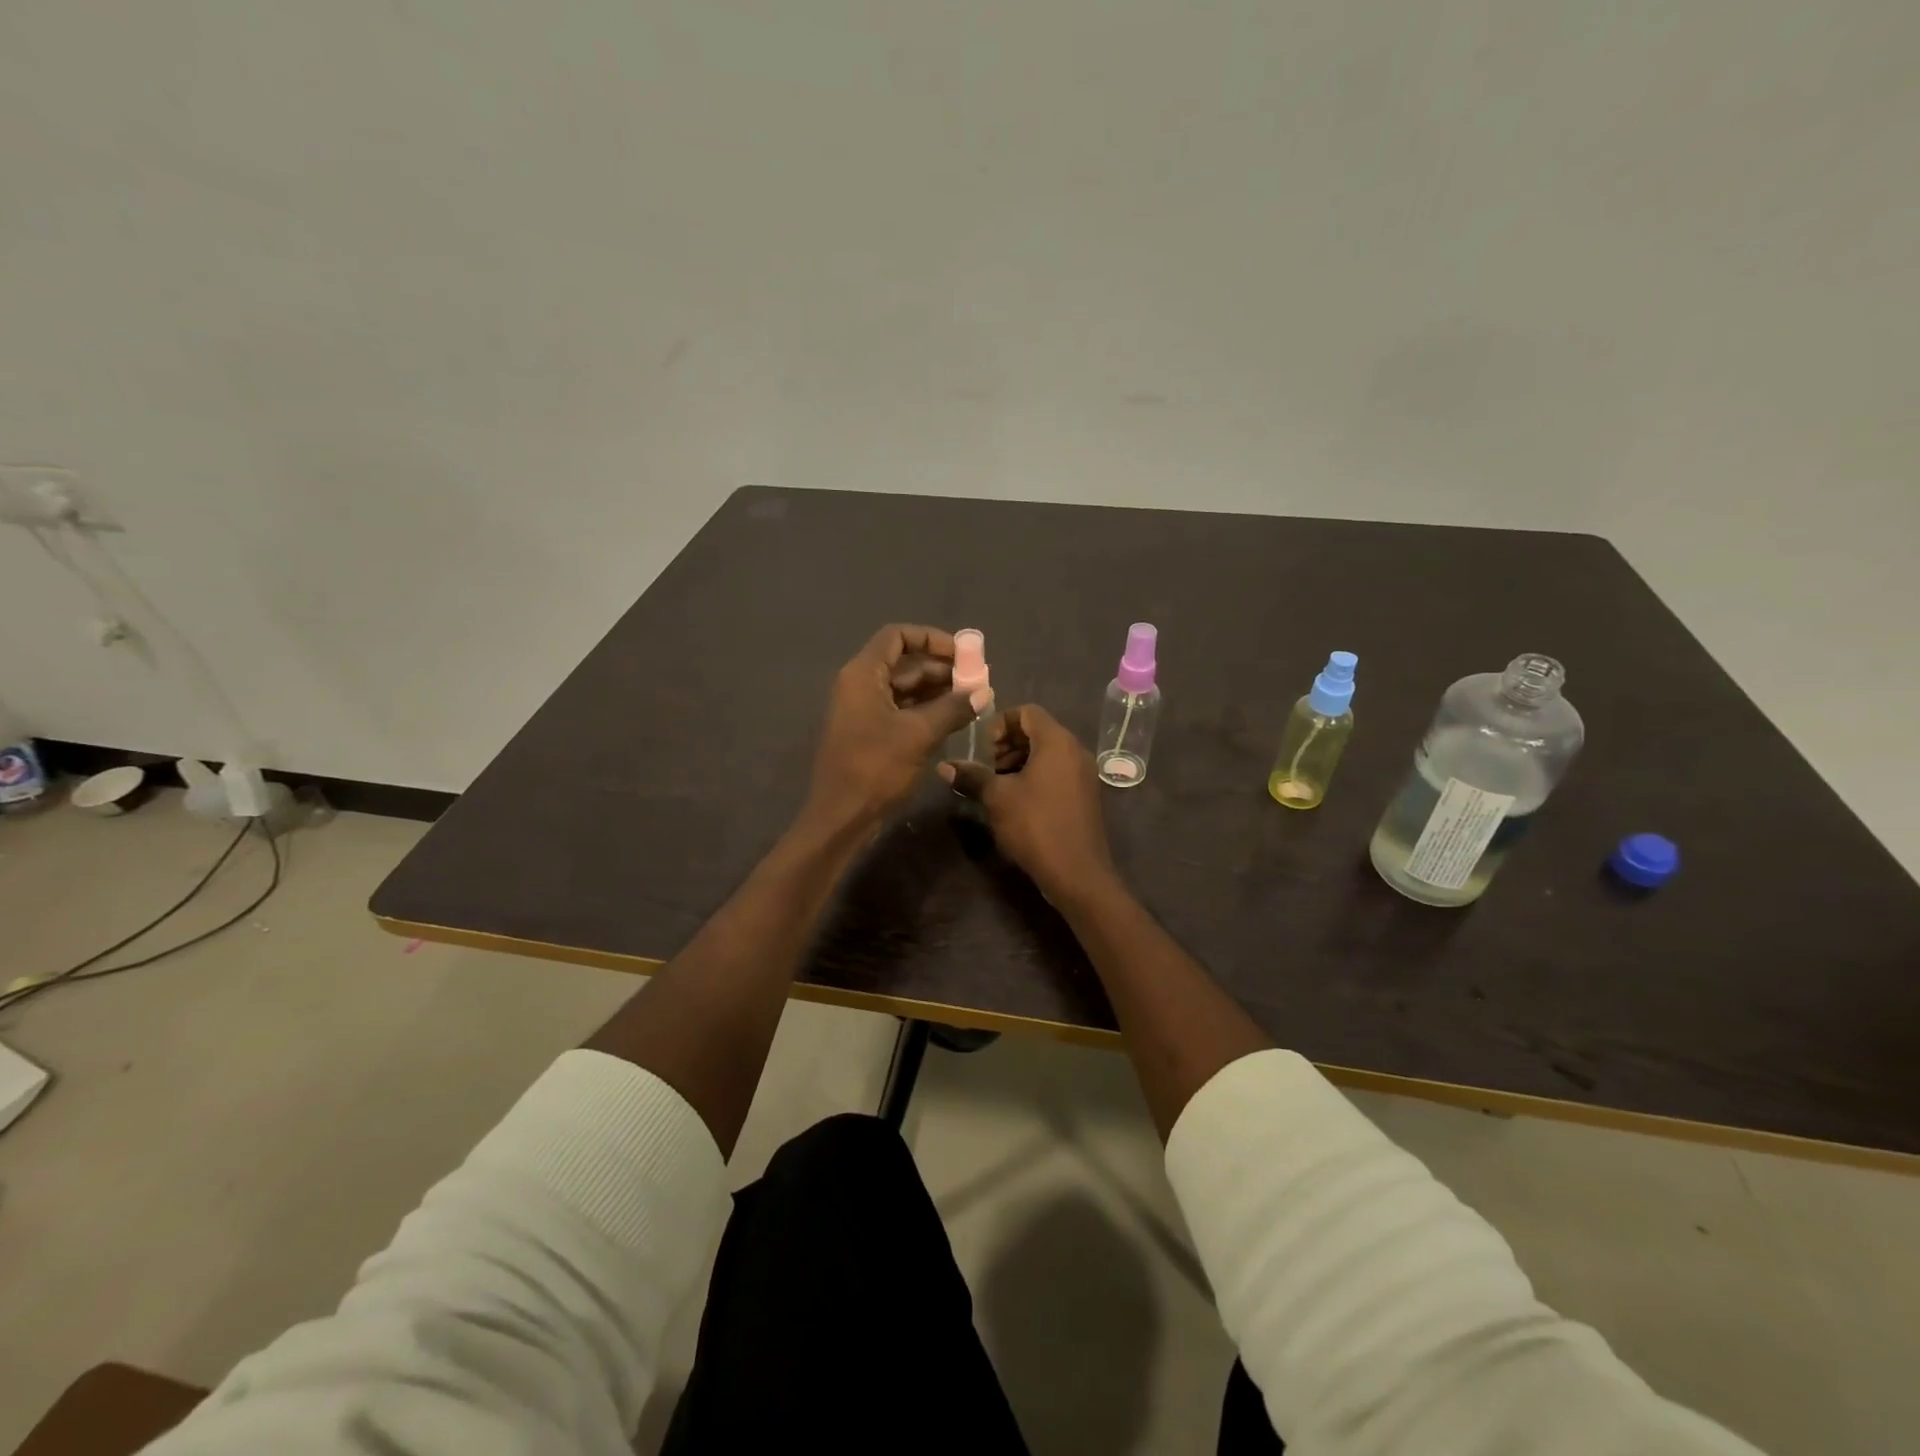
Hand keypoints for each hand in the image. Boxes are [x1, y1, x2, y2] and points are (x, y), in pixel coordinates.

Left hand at [806, 624, 984, 831]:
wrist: (841, 817)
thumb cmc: (876, 768)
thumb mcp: (919, 734)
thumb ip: (953, 708)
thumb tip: (984, 692)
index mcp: (863, 675)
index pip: (897, 636)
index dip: (931, 638)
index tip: (963, 654)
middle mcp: (860, 685)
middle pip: (904, 663)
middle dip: (942, 668)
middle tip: (977, 681)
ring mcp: (864, 710)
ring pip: (905, 688)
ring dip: (938, 691)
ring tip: (972, 701)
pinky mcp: (870, 733)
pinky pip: (902, 710)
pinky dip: (927, 710)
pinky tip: (954, 719)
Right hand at [940, 705, 1115, 900]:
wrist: (1077, 873)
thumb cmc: (1035, 825)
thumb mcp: (997, 798)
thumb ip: (971, 776)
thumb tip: (943, 766)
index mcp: (1057, 741)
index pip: (1027, 711)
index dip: (999, 723)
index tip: (981, 748)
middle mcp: (1075, 751)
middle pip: (1037, 731)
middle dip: (1006, 745)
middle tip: (985, 768)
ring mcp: (1083, 774)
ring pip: (1046, 754)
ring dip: (1018, 762)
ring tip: (995, 787)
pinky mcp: (1084, 796)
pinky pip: (1056, 773)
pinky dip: (1034, 777)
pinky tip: (1014, 802)